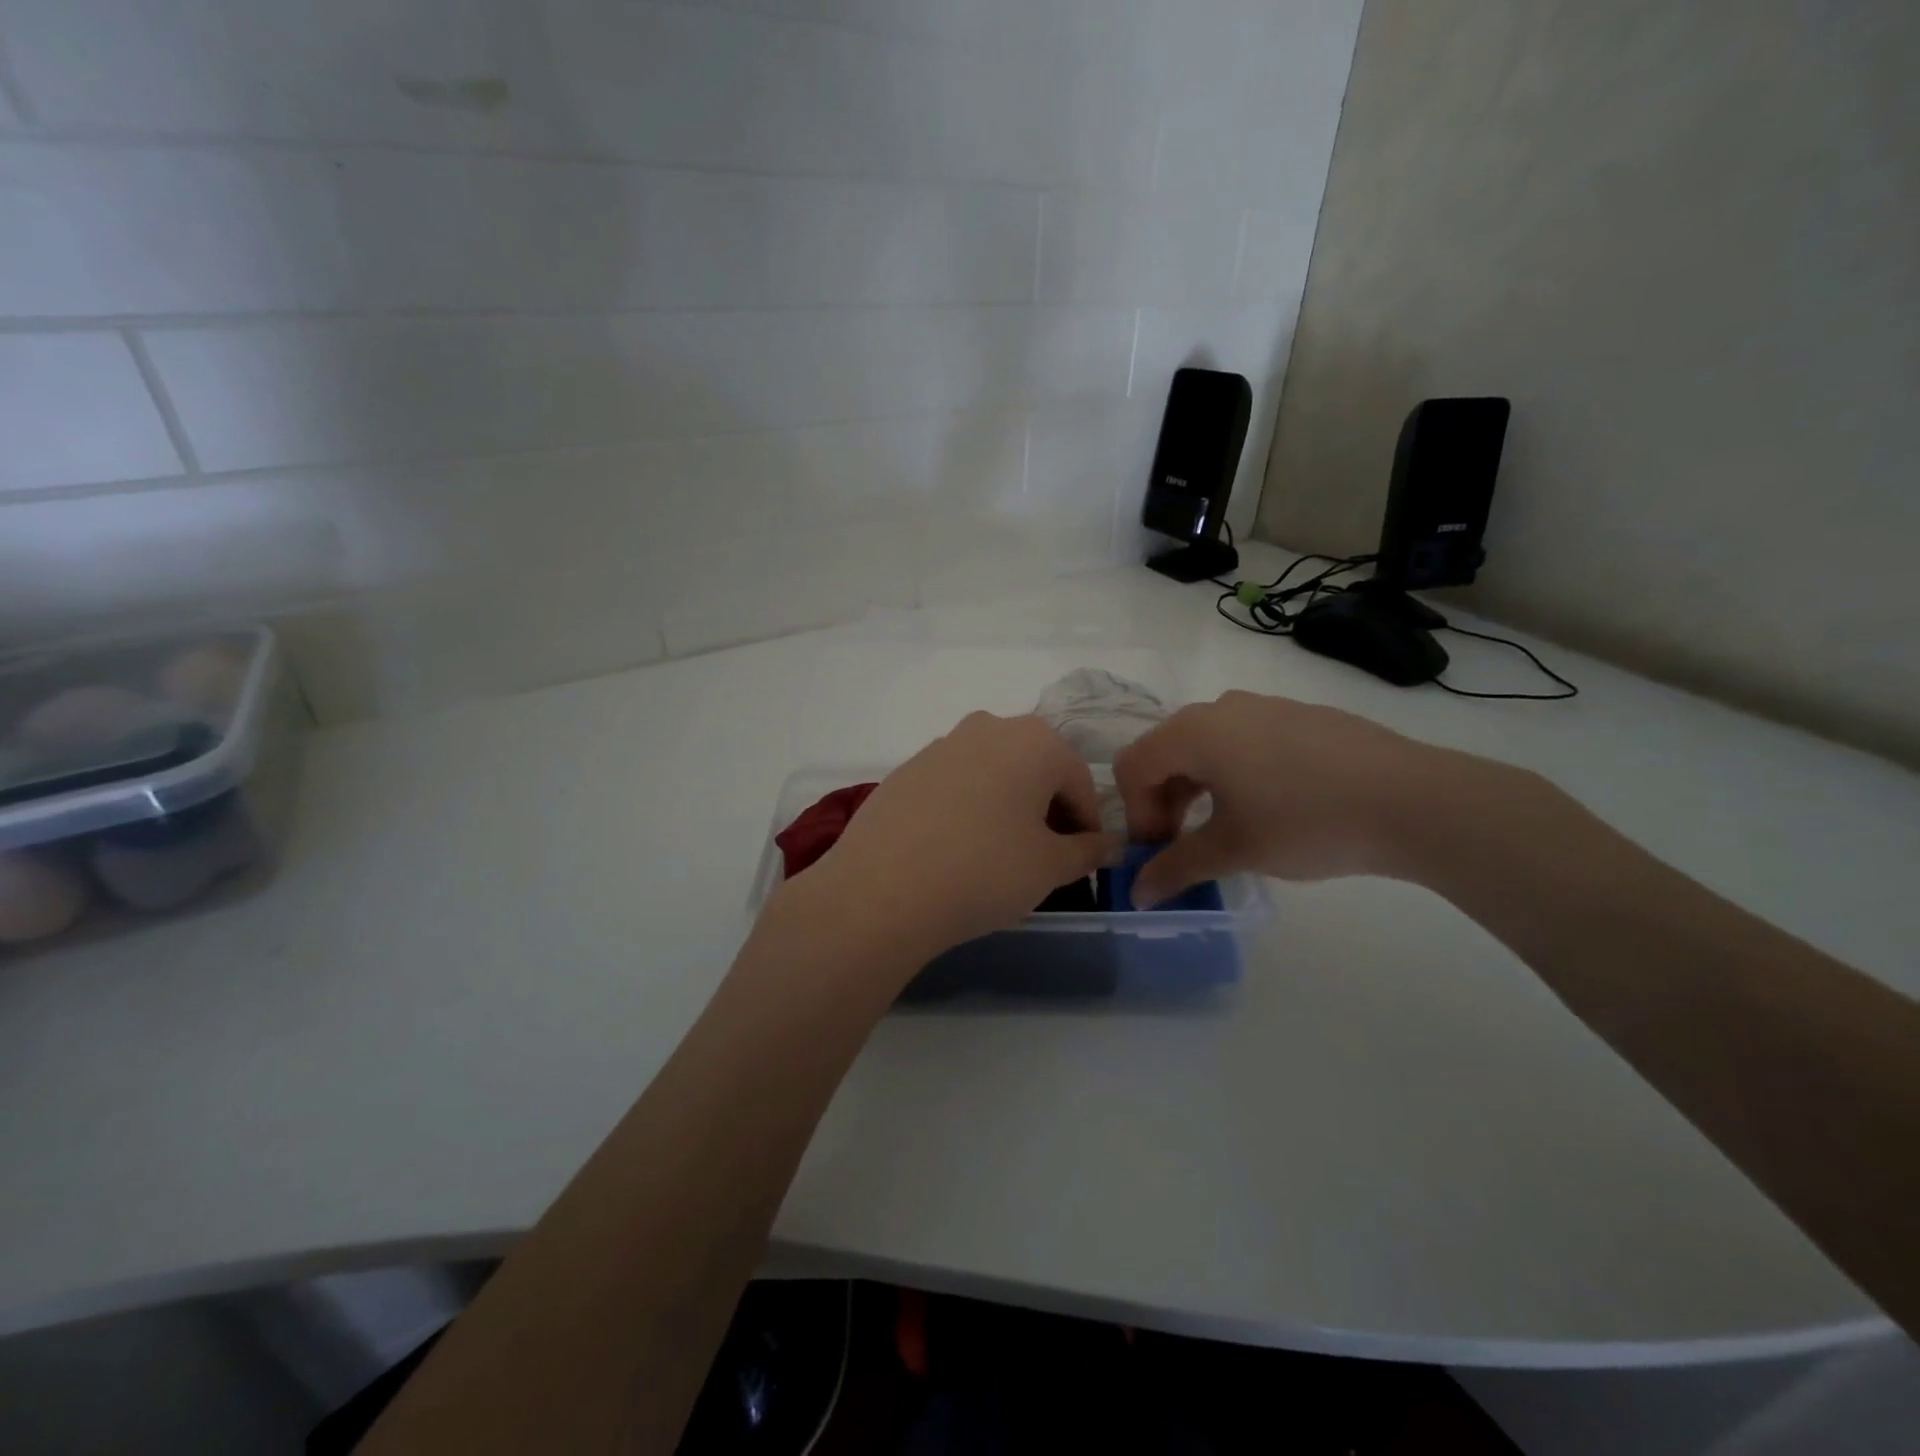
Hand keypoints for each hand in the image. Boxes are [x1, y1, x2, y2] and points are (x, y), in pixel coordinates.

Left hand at [781, 713, 1122, 964]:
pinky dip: (968, 808)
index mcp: (1035, 740)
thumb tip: (1110, 844)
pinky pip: (955, 784)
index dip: (1087, 825)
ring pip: (994, 774)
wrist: (883, 889)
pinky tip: (956, 848)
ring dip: (1007, 807)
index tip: (1083, 862)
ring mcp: (942, 744)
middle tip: (1044, 859)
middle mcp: (989, 727)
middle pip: (1036, 770)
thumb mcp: (1050, 867)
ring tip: (998, 855)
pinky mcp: (907, 768)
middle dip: (1047, 811)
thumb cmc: (984, 871)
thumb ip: (1088, 851)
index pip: (1080, 781)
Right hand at [1112, 691, 1472, 904]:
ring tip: (1225, 828)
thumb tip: (1137, 894)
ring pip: (1206, 745)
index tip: (1161, 853)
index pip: (1134, 766)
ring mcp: (1265, 706)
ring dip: (1197, 788)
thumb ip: (1176, 869)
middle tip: (1184, 845)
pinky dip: (1234, 773)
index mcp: (1194, 732)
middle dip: (1164, 801)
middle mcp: (1221, 707)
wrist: (1413, 800)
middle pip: (1167, 751)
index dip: (1136, 814)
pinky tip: (1270, 807)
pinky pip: (1245, 739)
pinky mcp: (1301, 715)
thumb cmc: (1306, 822)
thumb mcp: (1234, 850)